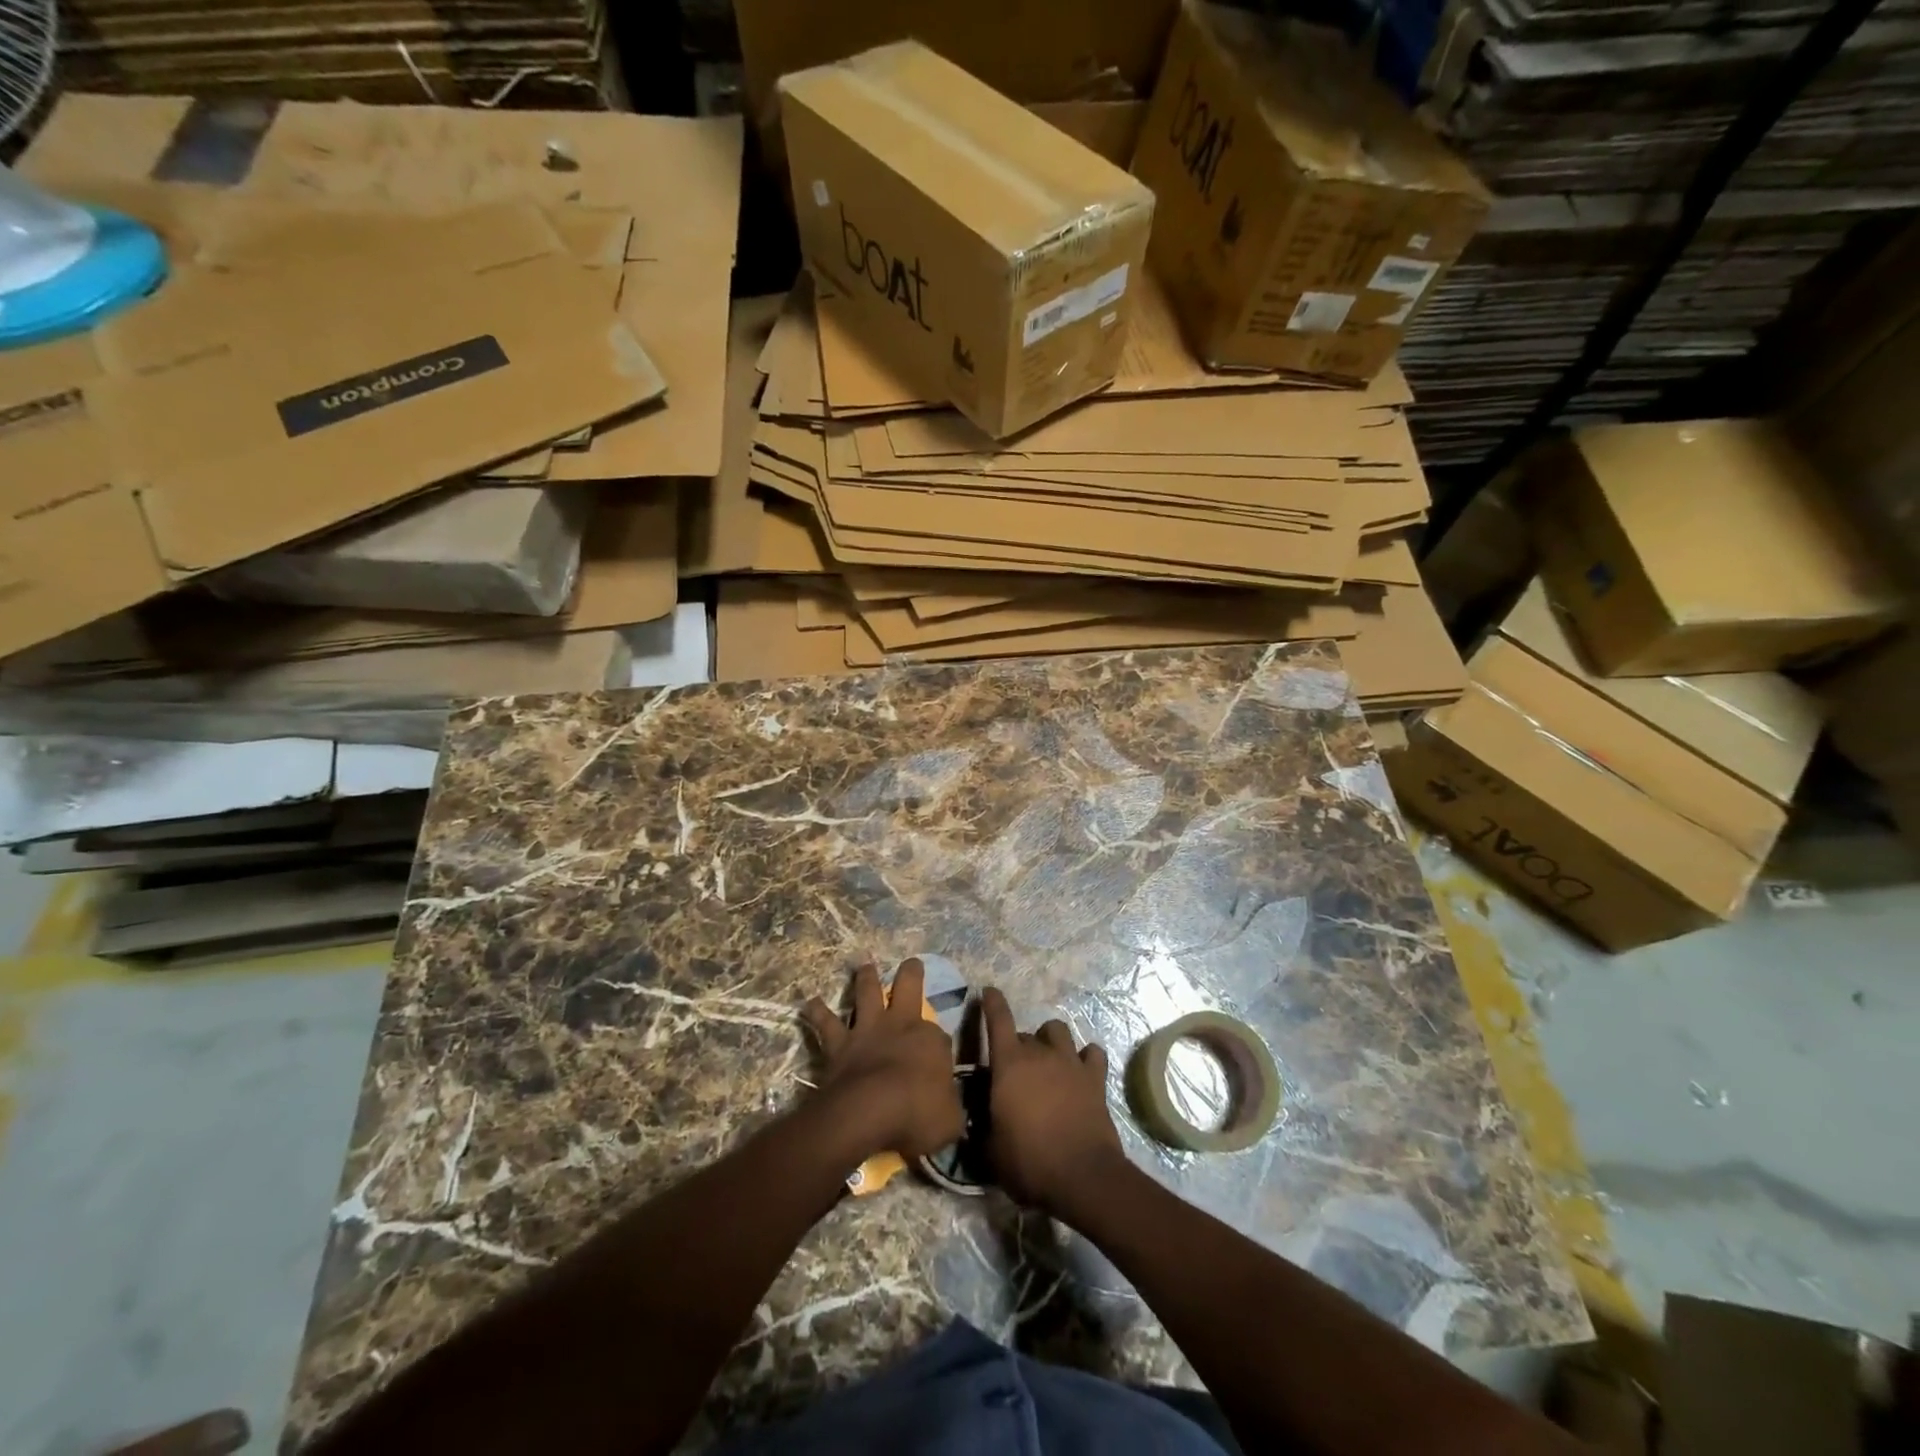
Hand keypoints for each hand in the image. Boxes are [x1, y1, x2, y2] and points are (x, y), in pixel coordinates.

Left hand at [802, 960, 962, 1160]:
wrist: (868, 1112)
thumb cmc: (916, 1115)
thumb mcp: (950, 1121)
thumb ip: (951, 1111)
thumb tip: (952, 1113)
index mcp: (931, 1040)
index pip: (940, 1037)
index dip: (939, 1047)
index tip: (940, 1059)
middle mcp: (900, 1024)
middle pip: (909, 986)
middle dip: (911, 972)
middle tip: (912, 962)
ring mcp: (868, 1030)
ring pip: (867, 992)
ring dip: (866, 977)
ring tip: (864, 965)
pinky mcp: (839, 1043)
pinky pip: (826, 1023)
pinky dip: (817, 1012)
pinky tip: (810, 1003)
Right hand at [982, 988, 1129, 1215]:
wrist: (1082, 1177)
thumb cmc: (1029, 1162)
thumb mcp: (991, 1151)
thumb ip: (982, 1128)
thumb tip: (977, 1124)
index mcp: (1009, 1064)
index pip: (998, 1019)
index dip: (992, 1002)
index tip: (988, 992)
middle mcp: (1040, 1053)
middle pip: (1027, 1034)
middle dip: (1019, 1047)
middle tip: (1017, 1073)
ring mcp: (1071, 1062)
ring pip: (1059, 1031)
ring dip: (1051, 1041)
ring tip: (1049, 1061)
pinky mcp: (1096, 1078)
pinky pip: (1093, 1053)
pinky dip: (1086, 1057)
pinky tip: (1082, 1070)